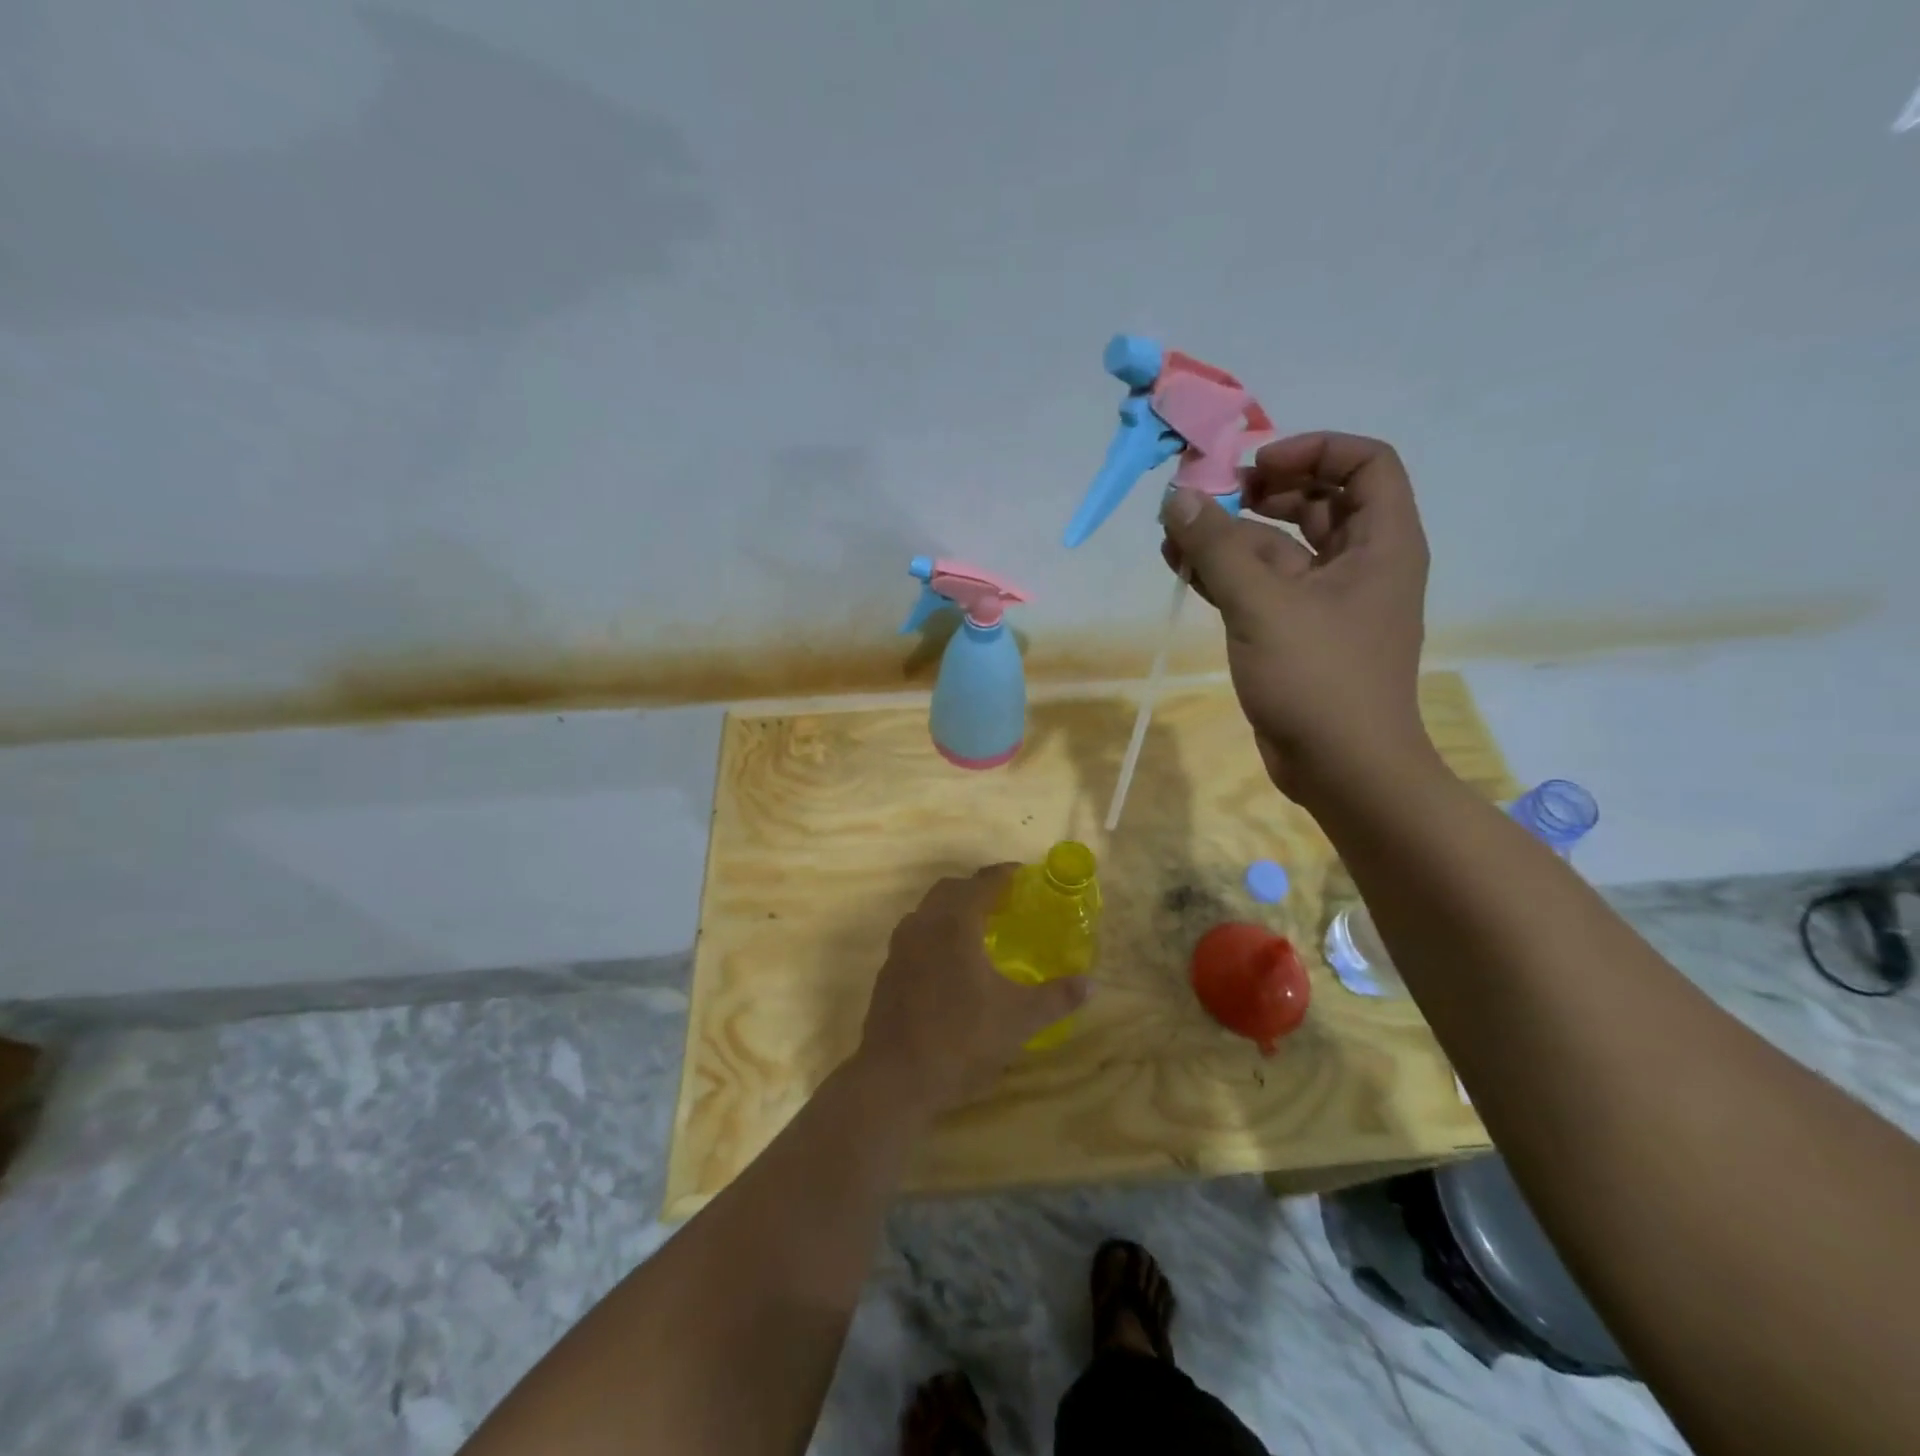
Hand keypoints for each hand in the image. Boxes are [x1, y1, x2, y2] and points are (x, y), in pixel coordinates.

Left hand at [855, 866, 1089, 1116]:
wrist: (895, 1077)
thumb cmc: (961, 1040)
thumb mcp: (1018, 1020)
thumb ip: (1056, 998)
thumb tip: (1090, 984)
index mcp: (955, 924)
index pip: (981, 883)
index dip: (1003, 875)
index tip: (1022, 875)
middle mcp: (923, 925)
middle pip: (950, 889)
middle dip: (976, 888)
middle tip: (1004, 903)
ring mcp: (900, 947)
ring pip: (927, 911)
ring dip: (952, 910)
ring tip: (979, 930)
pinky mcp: (888, 970)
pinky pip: (915, 935)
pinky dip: (935, 933)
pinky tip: (951, 964)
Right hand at [1159, 432, 1435, 803]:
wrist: (1342, 769)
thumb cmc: (1319, 679)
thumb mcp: (1263, 606)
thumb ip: (1218, 548)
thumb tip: (1179, 497)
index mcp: (1382, 544)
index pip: (1366, 463)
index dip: (1313, 450)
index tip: (1256, 467)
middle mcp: (1361, 564)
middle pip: (1318, 501)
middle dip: (1262, 492)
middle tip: (1211, 496)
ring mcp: (1327, 602)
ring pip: (1280, 548)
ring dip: (1232, 538)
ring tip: (1175, 534)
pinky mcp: (1297, 634)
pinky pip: (1262, 588)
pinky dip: (1226, 576)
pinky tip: (1182, 568)